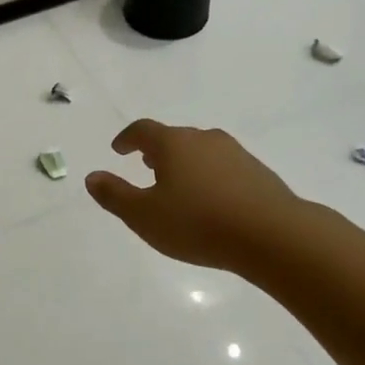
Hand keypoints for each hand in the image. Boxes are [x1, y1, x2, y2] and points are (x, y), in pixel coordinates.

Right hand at [85, 120, 302, 270]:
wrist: (272, 234)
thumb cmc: (197, 223)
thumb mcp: (144, 216)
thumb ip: (115, 195)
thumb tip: (92, 176)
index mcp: (173, 144)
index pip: (143, 130)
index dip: (127, 138)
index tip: (118, 149)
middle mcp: (204, 139)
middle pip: (174, 137)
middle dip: (157, 150)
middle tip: (146, 166)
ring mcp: (235, 153)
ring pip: (201, 151)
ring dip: (185, 163)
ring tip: (178, 185)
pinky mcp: (258, 172)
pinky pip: (223, 168)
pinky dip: (209, 177)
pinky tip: (211, 201)